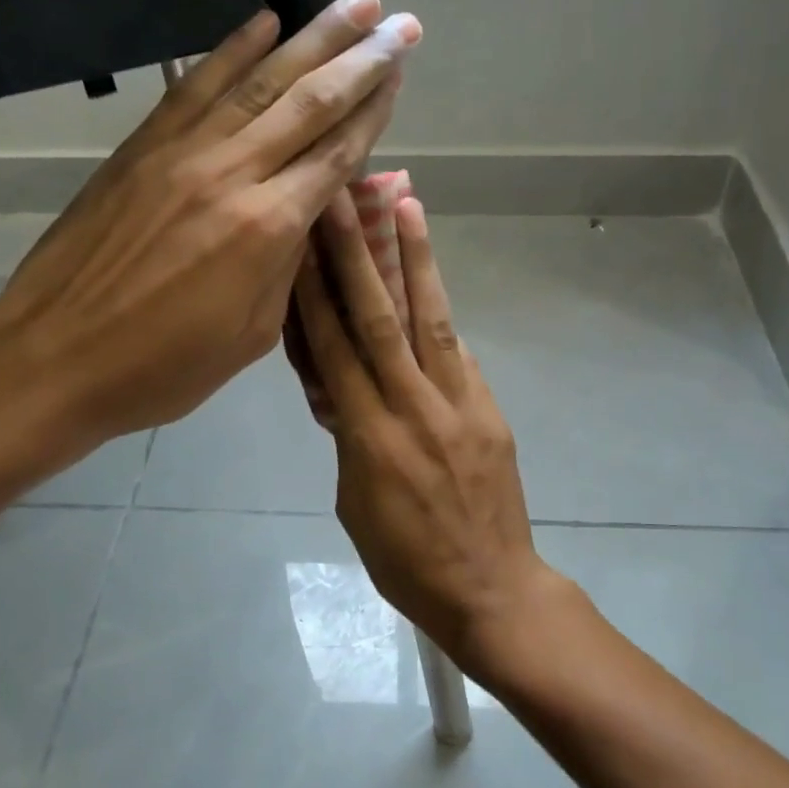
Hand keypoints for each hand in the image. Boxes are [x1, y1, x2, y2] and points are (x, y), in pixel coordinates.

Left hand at [0, 0, 419, 468]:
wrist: (55, 357)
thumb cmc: (163, 367)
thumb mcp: (250, 335)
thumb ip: (286, 268)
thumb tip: (305, 215)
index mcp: (268, 229)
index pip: (336, 155)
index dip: (374, 112)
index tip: (400, 73)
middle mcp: (232, 174)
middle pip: (309, 103)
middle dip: (361, 59)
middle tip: (400, 22)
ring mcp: (181, 152)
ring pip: (258, 81)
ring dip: (310, 38)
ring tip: (353, 2)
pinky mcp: (141, 148)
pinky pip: (194, 86)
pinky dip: (231, 50)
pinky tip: (262, 22)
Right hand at [295, 190, 555, 680]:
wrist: (490, 589)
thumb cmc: (405, 562)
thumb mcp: (354, 504)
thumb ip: (348, 440)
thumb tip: (342, 392)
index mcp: (368, 438)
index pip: (334, 350)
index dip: (313, 294)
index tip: (299, 244)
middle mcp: (413, 408)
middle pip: (378, 320)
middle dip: (355, 255)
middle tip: (341, 198)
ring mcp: (459, 405)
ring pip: (431, 320)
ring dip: (415, 260)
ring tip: (405, 205)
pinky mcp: (489, 411)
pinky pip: (460, 353)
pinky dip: (441, 311)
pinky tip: (431, 277)